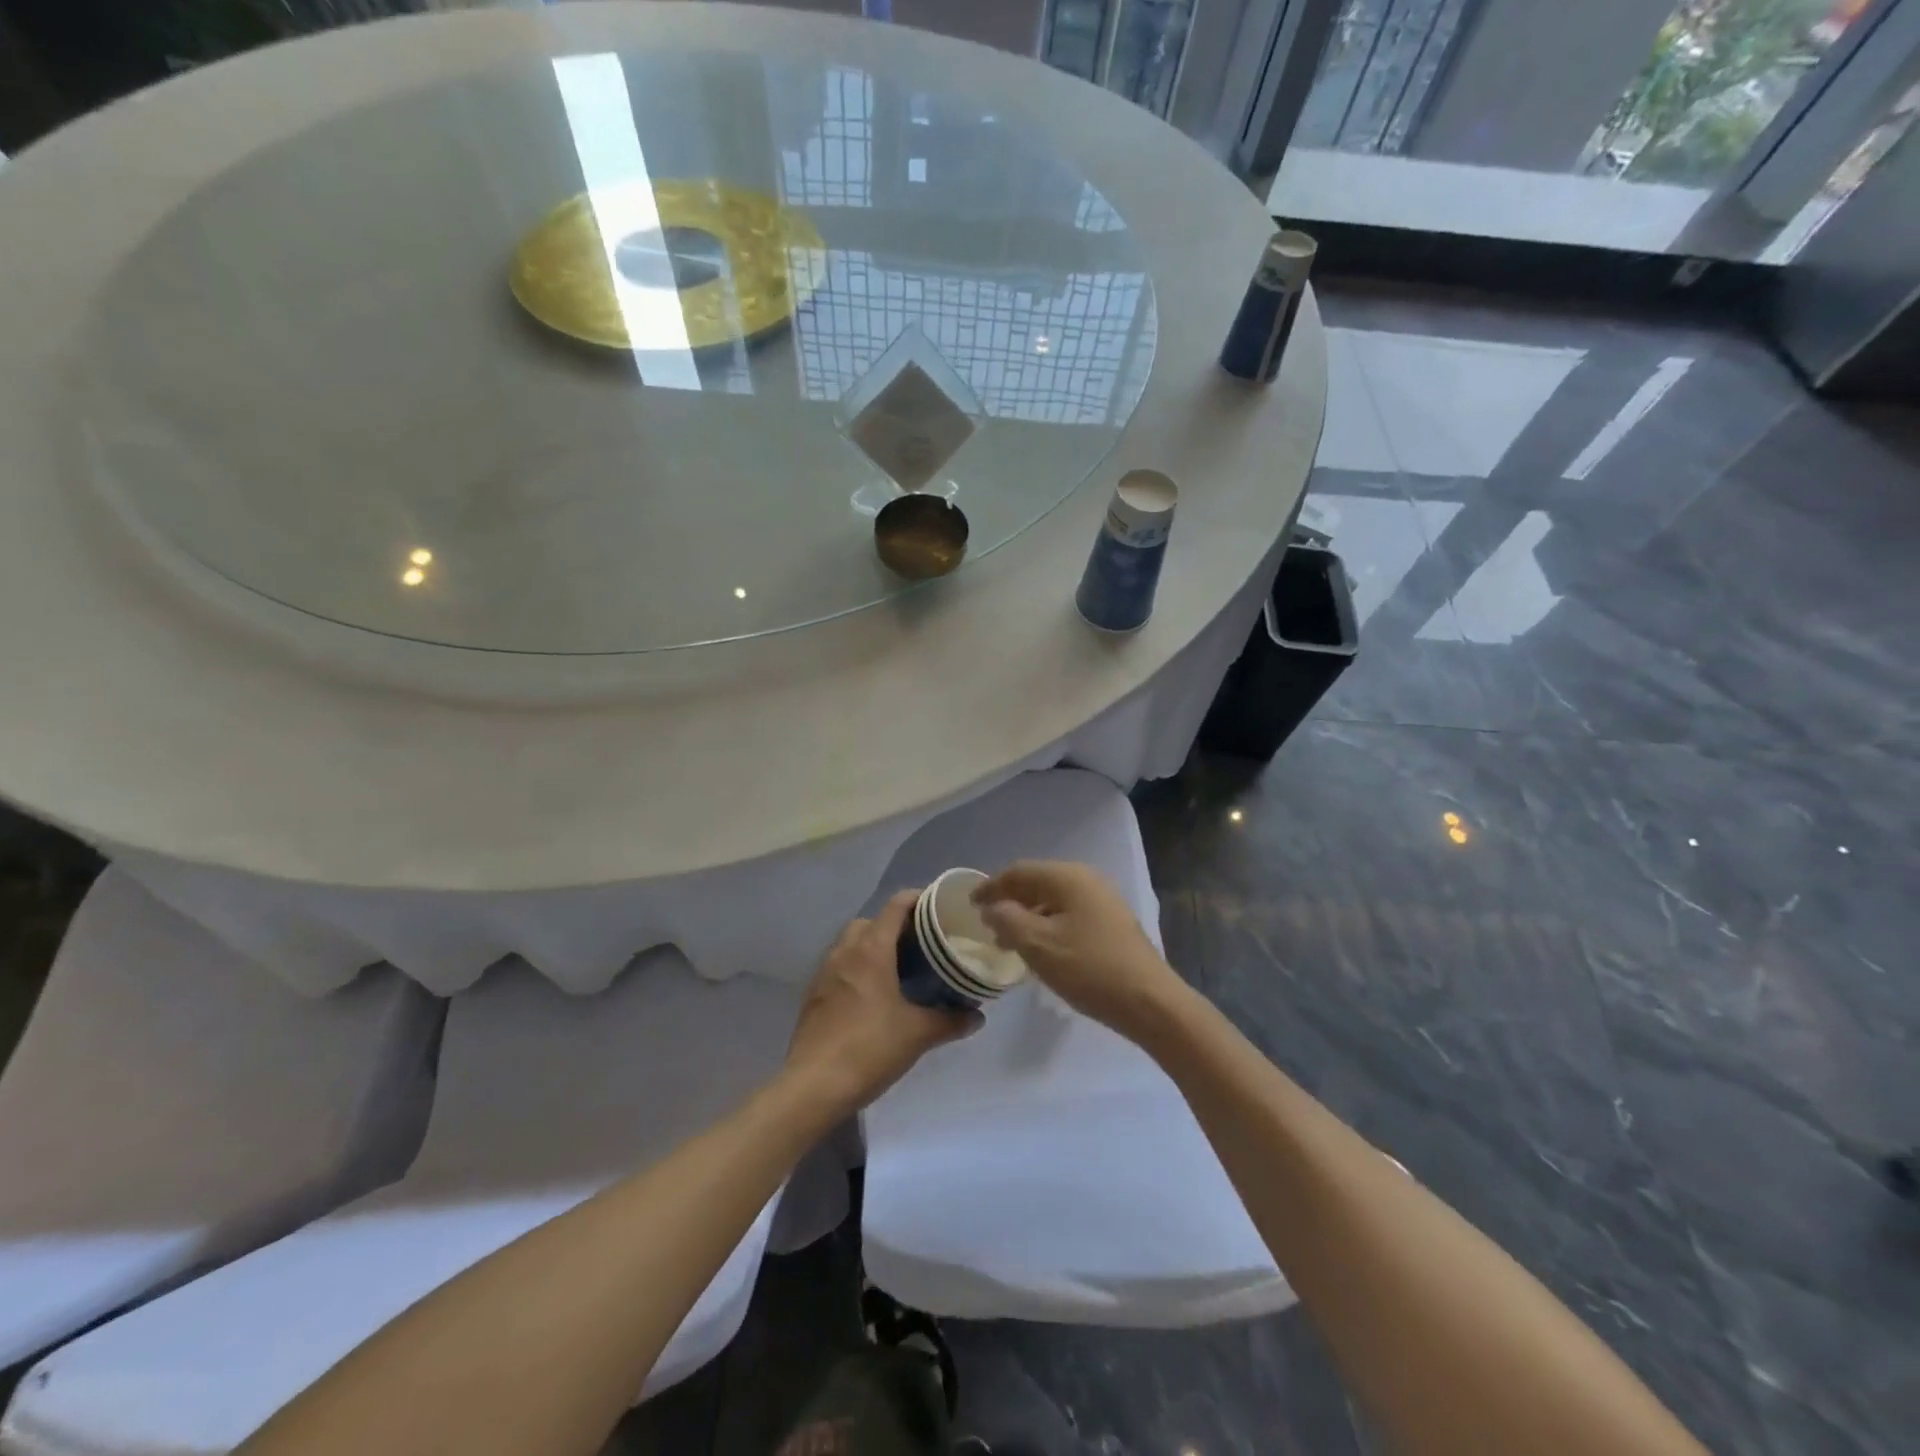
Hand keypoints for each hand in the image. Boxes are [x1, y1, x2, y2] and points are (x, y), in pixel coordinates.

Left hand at [783, 890, 979, 1117]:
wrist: (813, 1086)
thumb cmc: (869, 1049)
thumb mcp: (918, 1034)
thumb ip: (950, 1020)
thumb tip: (977, 1016)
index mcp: (871, 950)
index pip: (895, 906)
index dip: (917, 899)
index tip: (938, 907)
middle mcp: (844, 952)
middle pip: (870, 921)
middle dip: (893, 925)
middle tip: (920, 944)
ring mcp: (824, 973)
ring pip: (850, 943)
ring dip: (871, 946)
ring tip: (897, 969)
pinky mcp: (813, 995)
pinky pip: (838, 966)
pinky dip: (856, 968)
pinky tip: (871, 995)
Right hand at [973, 861, 1184, 1040]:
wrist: (1149, 1002)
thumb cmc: (1088, 969)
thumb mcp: (1038, 945)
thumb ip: (1007, 920)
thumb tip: (992, 907)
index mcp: (1067, 877)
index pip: (1018, 872)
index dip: (991, 886)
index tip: (970, 904)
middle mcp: (1086, 880)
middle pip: (1037, 883)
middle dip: (1009, 902)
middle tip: (988, 925)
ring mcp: (1103, 900)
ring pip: (1053, 901)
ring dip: (1028, 916)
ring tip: (1009, 943)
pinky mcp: (1111, 923)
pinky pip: (1069, 914)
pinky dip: (1047, 925)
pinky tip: (1041, 950)